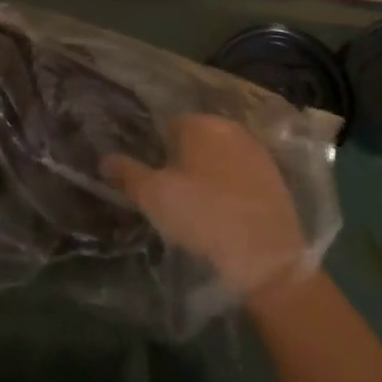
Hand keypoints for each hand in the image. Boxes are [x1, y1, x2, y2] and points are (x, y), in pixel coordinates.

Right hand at [103, 114, 309, 299]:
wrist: (267, 257)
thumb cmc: (203, 217)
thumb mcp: (154, 198)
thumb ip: (127, 174)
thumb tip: (104, 159)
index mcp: (199, 124)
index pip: (170, 126)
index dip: (159, 151)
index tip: (156, 179)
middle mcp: (230, 128)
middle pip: (198, 138)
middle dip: (186, 158)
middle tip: (176, 193)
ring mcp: (257, 151)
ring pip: (222, 155)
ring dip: (211, 172)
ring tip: (202, 206)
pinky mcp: (276, 177)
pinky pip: (243, 174)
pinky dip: (234, 187)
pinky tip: (228, 213)